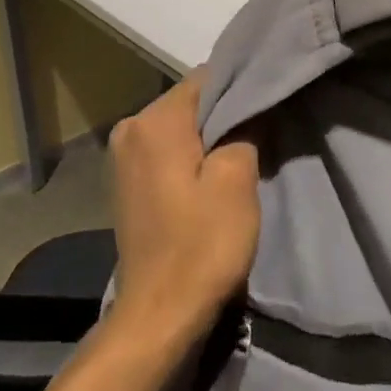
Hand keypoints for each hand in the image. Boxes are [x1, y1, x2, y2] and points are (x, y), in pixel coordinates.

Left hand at [105, 74, 260, 344]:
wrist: (160, 312)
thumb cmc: (203, 243)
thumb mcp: (237, 180)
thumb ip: (244, 129)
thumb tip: (249, 105)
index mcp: (154, 120)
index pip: (206, 78)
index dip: (241, 88)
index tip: (268, 104)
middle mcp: (129, 127)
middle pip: (190, 102)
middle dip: (224, 114)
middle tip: (261, 133)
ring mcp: (122, 156)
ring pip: (178, 128)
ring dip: (208, 138)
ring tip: (241, 156)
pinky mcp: (125, 181)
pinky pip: (165, 151)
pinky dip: (189, 157)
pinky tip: (210, 179)